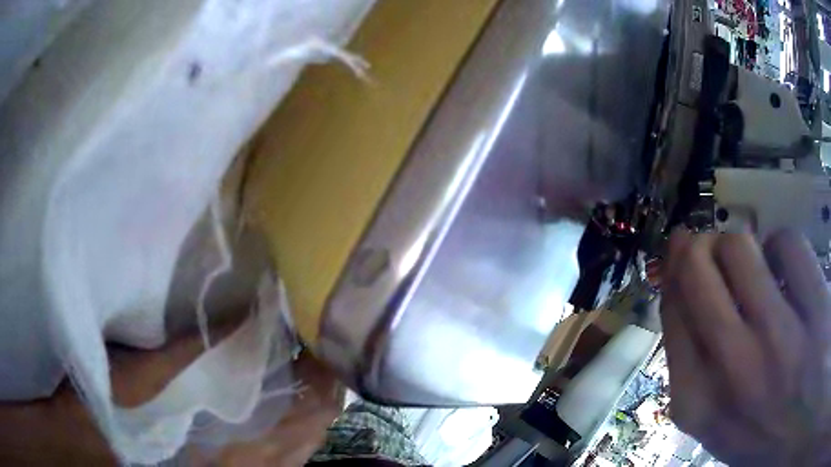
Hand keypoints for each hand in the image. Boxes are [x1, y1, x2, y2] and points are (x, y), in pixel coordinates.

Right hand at [661, 230, 830, 465]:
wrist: (794, 431)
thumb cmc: (759, 433)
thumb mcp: (715, 418)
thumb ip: (692, 366)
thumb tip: (680, 288)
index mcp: (698, 403)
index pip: (672, 310)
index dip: (674, 273)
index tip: (682, 257)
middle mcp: (733, 372)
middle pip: (696, 268)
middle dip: (697, 244)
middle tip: (709, 244)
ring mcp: (780, 342)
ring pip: (740, 246)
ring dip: (741, 244)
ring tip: (754, 263)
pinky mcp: (816, 313)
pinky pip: (789, 244)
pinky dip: (783, 245)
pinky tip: (789, 271)